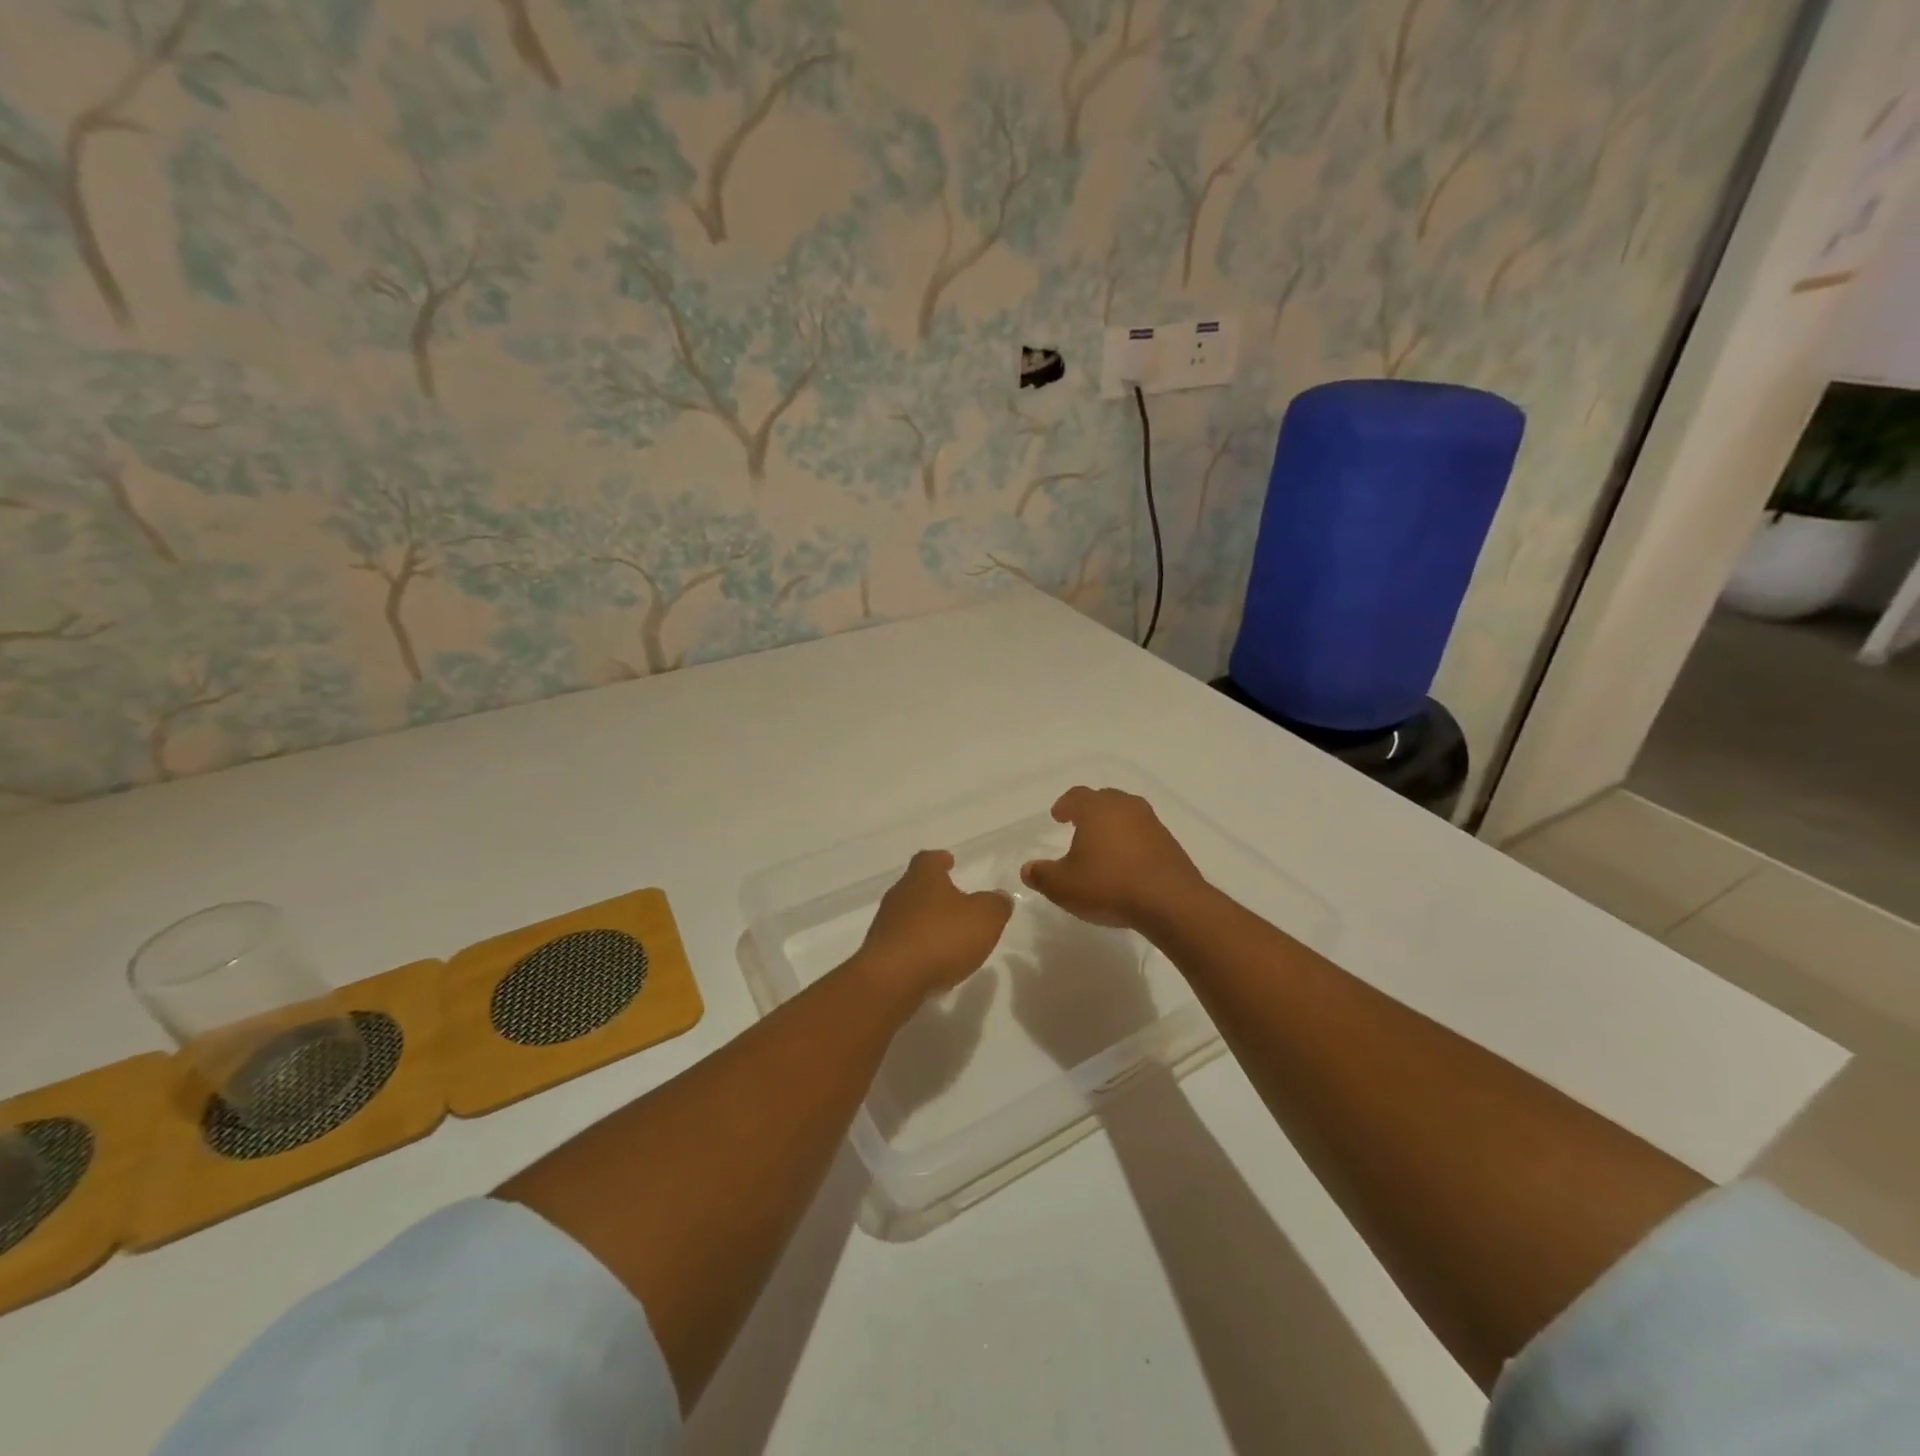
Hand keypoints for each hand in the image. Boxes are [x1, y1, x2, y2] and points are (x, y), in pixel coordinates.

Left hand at [856, 850, 1012, 998]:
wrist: (892, 979)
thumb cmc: (941, 937)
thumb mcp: (985, 917)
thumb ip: (996, 904)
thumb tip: (999, 897)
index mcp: (922, 878)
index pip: (928, 859)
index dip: (940, 860)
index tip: (949, 862)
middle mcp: (899, 895)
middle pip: (916, 886)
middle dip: (935, 893)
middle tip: (955, 902)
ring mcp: (885, 925)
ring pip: (908, 916)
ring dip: (926, 922)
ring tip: (948, 936)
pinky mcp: (880, 953)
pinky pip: (903, 943)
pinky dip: (918, 947)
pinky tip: (933, 962)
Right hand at [1020, 786, 1206, 930]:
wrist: (1170, 902)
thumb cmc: (1109, 885)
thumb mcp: (1063, 886)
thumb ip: (1042, 875)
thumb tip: (1027, 869)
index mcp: (1097, 809)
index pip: (1076, 795)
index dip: (1065, 804)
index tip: (1058, 816)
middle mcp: (1125, 807)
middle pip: (1105, 799)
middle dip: (1090, 809)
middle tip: (1079, 824)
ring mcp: (1152, 824)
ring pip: (1128, 814)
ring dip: (1114, 825)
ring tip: (1104, 845)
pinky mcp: (1170, 844)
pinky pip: (1145, 834)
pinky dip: (1133, 842)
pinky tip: (1127, 863)